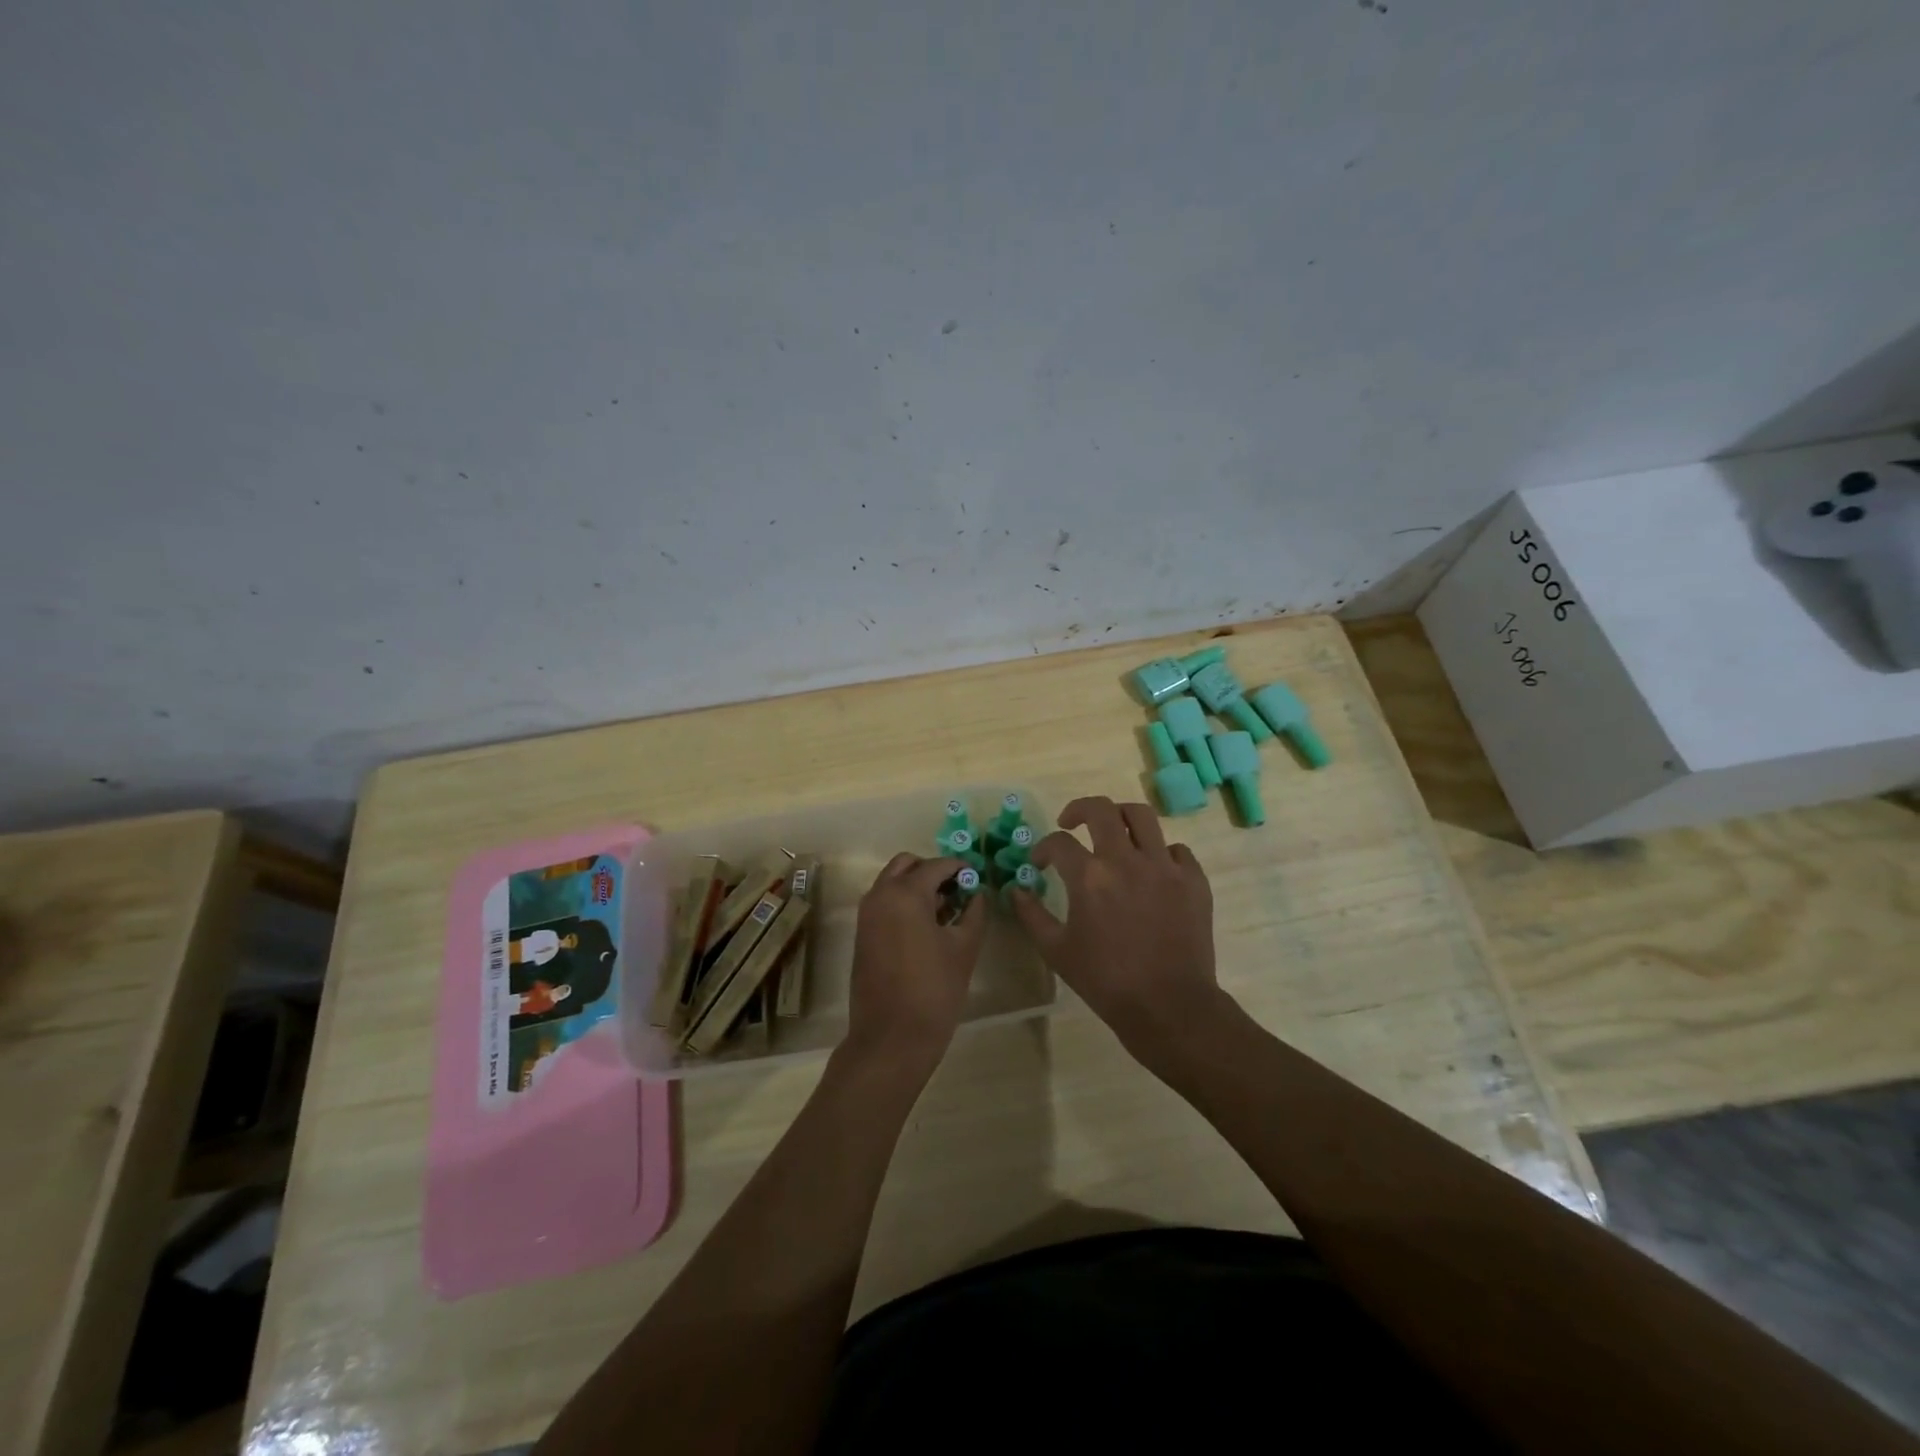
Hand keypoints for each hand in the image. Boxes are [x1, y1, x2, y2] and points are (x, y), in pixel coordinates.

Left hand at [843, 853, 987, 1075]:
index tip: (978, 878)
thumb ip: (974, 912)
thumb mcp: (964, 948)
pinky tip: (928, 927)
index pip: (937, 865)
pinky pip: (884, 902)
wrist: (891, 1038)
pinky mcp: (863, 934)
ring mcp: (867, 914)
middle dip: (933, 871)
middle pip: (908, 865)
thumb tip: (977, 893)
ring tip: (947, 910)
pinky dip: (904, 902)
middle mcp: (880, 895)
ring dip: (917, 886)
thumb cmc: (934, 990)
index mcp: (905, 893)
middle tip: (959, 890)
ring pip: (893, 882)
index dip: (960, 868)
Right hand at [1010, 797, 1226, 1065]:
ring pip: (1142, 816)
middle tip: (1071, 823)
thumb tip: (1016, 890)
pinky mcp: (1193, 880)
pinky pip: (1176, 850)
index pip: (1058, 842)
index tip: (1040, 862)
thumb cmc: (1106, 981)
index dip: (1043, 848)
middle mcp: (1127, 860)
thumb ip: (1032, 915)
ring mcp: (1165, 867)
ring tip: (1113, 831)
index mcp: (1090, 877)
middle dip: (1079, 809)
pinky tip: (1152, 870)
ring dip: (1121, 817)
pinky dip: (1160, 852)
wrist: (1169, 1007)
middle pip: (1101, 809)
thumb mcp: (1057, 951)